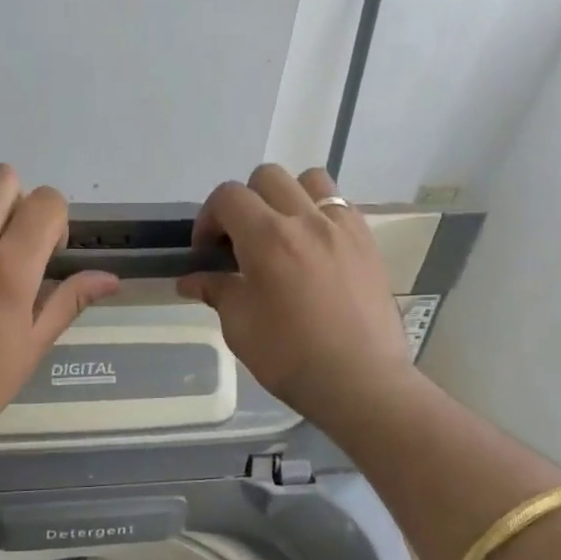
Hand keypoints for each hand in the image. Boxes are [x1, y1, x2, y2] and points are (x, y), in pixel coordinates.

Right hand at [178, 165, 411, 425]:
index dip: (208, 217)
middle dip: (245, 202)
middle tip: (241, 241)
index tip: (207, 251)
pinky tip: (315, 250)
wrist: (359, 381)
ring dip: (287, 197)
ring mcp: (343, 227)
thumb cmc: (290, 357)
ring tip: (283, 234)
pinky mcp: (367, 242)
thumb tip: (192, 280)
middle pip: (267, 178)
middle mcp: (306, 219)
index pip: (228, 196)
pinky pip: (340, 206)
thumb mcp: (240, 327)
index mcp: (268, 238)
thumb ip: (217, 291)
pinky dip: (320, 215)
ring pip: (310, 181)